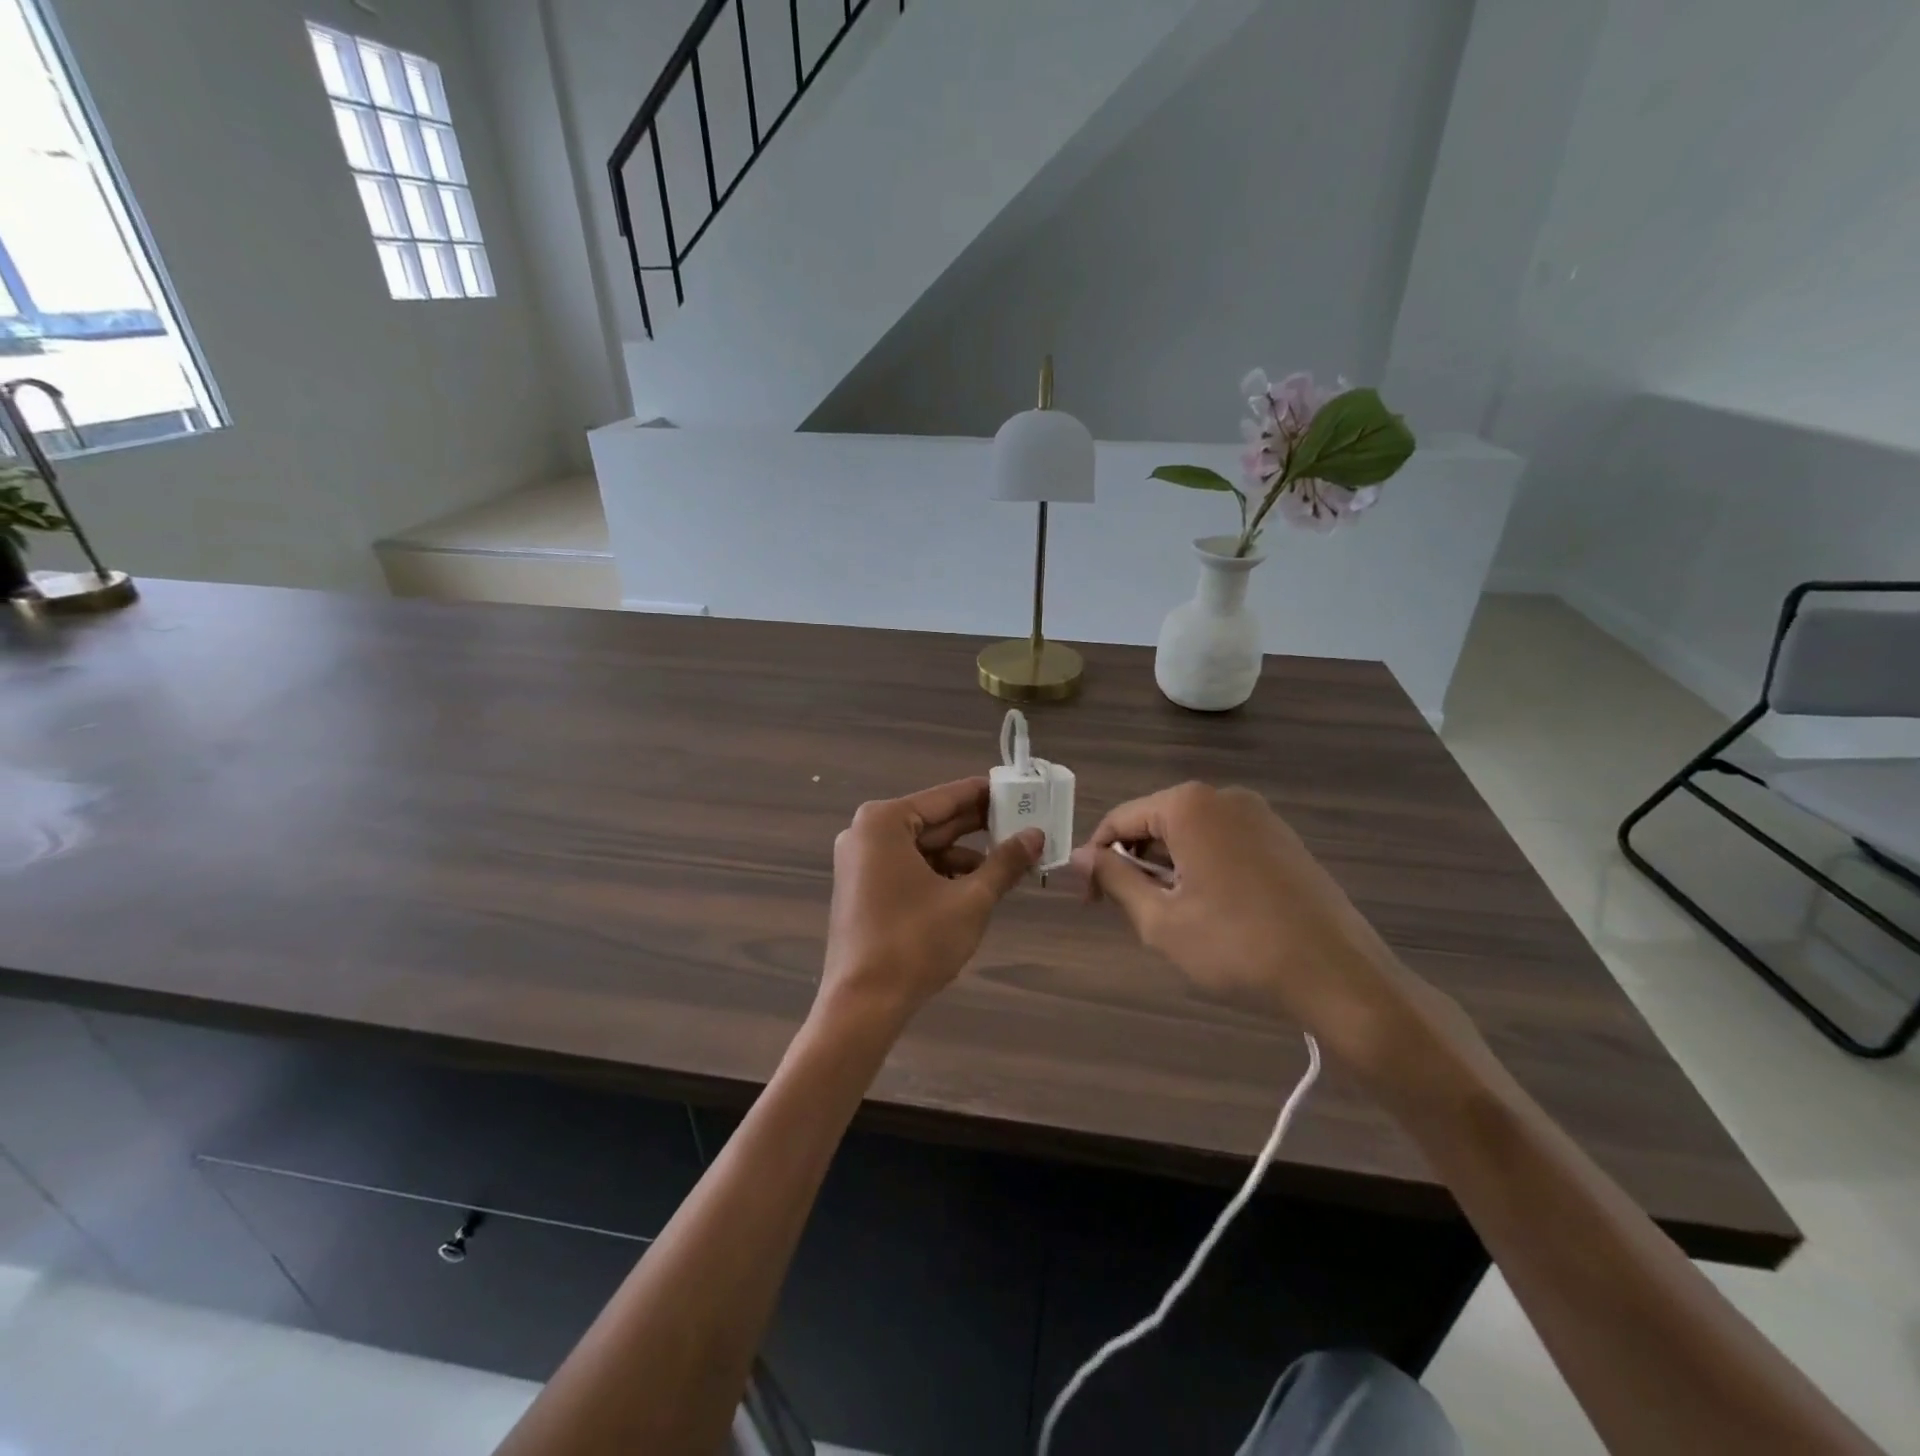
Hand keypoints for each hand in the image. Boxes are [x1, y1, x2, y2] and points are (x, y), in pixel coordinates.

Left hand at [820, 777, 1043, 1030]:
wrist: (862, 1005)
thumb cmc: (915, 942)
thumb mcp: (970, 900)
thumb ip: (1004, 863)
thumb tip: (1036, 835)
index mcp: (885, 822)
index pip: (946, 798)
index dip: (986, 795)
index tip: (1019, 790)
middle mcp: (866, 833)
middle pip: (933, 821)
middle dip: (978, 828)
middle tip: (1024, 824)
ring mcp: (860, 861)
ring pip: (923, 848)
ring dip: (964, 856)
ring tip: (1008, 865)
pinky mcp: (862, 888)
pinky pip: (909, 867)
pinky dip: (941, 874)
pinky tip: (975, 887)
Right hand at [1071, 782, 1471, 1081]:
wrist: (1338, 975)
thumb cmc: (1237, 946)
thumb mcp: (1160, 919)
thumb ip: (1113, 879)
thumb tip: (1078, 857)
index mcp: (1188, 806)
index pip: (1119, 819)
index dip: (1096, 859)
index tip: (1089, 900)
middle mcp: (1224, 796)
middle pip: (1156, 821)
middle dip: (1135, 862)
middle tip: (1133, 912)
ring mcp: (1260, 815)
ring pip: (1190, 833)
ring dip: (1169, 867)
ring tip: (1176, 917)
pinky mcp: (1283, 838)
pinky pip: (1223, 841)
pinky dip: (1204, 867)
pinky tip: (1216, 911)